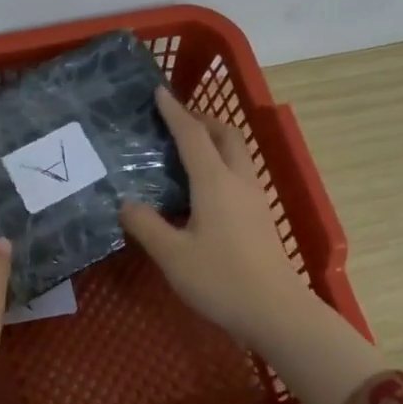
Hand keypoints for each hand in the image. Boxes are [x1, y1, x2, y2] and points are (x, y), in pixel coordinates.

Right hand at [121, 87, 383, 403]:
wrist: (275, 311)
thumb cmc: (220, 280)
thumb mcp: (172, 255)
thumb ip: (145, 225)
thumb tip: (126, 203)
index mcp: (215, 182)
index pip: (193, 135)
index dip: (174, 112)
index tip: (159, 92)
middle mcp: (238, 181)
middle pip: (225, 135)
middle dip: (203, 119)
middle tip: (177, 120)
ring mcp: (254, 199)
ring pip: (237, 155)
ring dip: (214, 141)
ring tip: (187, 150)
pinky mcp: (260, 218)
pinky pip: (239, 175)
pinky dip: (220, 165)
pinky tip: (202, 189)